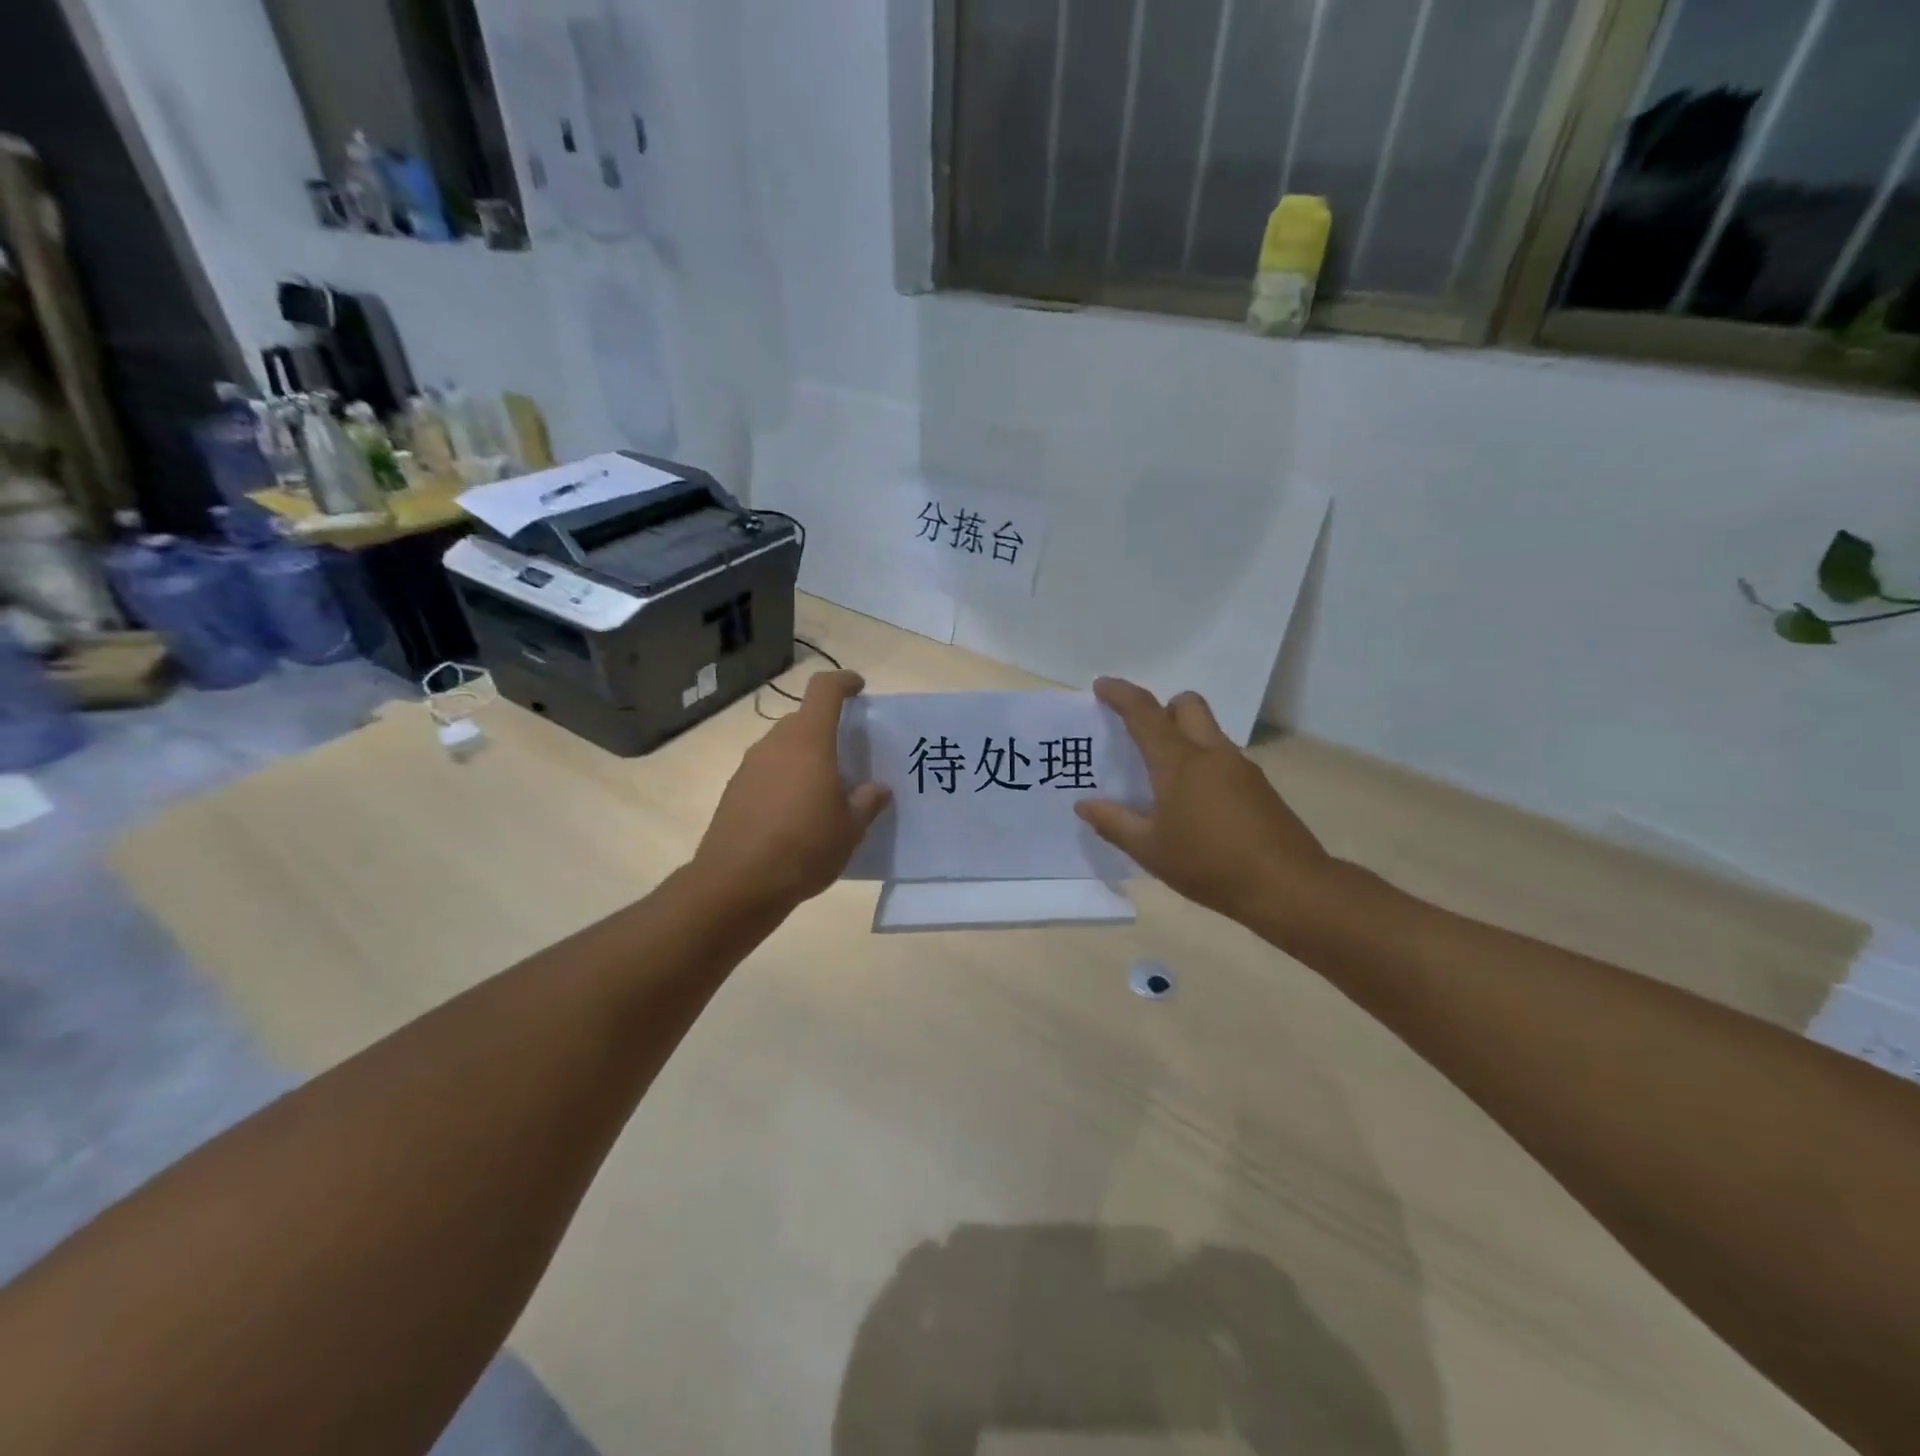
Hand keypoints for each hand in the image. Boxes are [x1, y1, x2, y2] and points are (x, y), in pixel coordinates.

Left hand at [691, 670, 891, 912]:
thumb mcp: (850, 828)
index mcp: (808, 741)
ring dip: (804, 757)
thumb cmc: (805, 847)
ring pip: (783, 747)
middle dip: (826, 729)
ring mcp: (749, 767)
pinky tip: (796, 814)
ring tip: (824, 790)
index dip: (843, 682)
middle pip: (803, 720)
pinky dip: (785, 780)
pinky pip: (767, 771)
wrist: (737, 884)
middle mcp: (775, 744)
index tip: (859, 687)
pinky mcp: (734, 791)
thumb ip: (868, 802)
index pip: (824, 690)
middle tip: (849, 756)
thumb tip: (878, 788)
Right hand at [1075, 678, 1332, 923]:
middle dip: (1163, 707)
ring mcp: (1241, 768)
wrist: (1287, 886)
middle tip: (1143, 735)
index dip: (1121, 694)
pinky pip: (1223, 758)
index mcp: (1179, 762)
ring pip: (1208, 731)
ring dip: (1184, 737)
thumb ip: (1114, 823)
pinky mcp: (1260, 787)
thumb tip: (1084, 804)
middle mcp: (1211, 753)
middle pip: (1188, 705)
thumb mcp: (1150, 849)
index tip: (1102, 685)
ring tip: (1165, 780)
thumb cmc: (1209, 864)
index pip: (1145, 713)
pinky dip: (1203, 764)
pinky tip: (1196, 805)